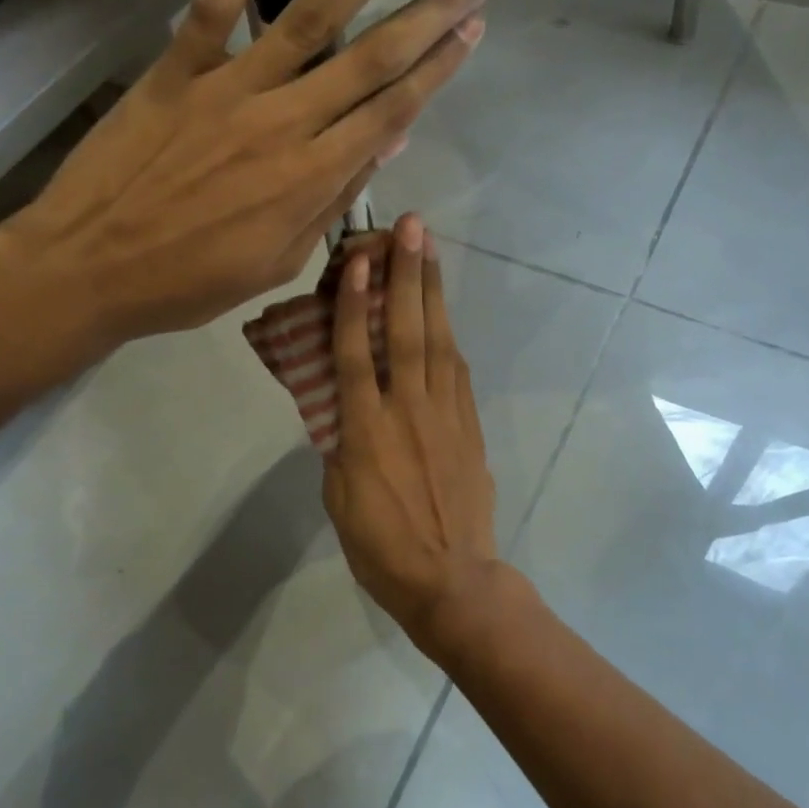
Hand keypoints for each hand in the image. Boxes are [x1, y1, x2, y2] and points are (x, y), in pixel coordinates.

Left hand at [0, 0, 501, 366]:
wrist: (88, 270)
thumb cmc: (188, 282)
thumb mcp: (277, 262)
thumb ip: (332, 201)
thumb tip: (386, 143)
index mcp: (311, 179)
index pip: (392, 110)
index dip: (440, 66)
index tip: (477, 25)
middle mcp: (284, 122)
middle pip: (374, 55)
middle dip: (436, 6)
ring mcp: (230, 88)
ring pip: (316, 14)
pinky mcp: (177, 67)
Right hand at [323, 214, 499, 647]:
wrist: (452, 580)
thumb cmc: (381, 547)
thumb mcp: (339, 496)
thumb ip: (341, 443)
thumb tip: (347, 409)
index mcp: (365, 430)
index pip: (356, 353)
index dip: (355, 304)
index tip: (357, 261)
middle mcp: (407, 409)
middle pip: (407, 331)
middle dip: (406, 275)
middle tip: (410, 227)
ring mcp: (445, 414)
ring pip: (438, 341)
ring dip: (433, 292)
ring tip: (429, 249)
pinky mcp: (469, 425)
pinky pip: (457, 370)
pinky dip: (449, 335)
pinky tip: (444, 312)